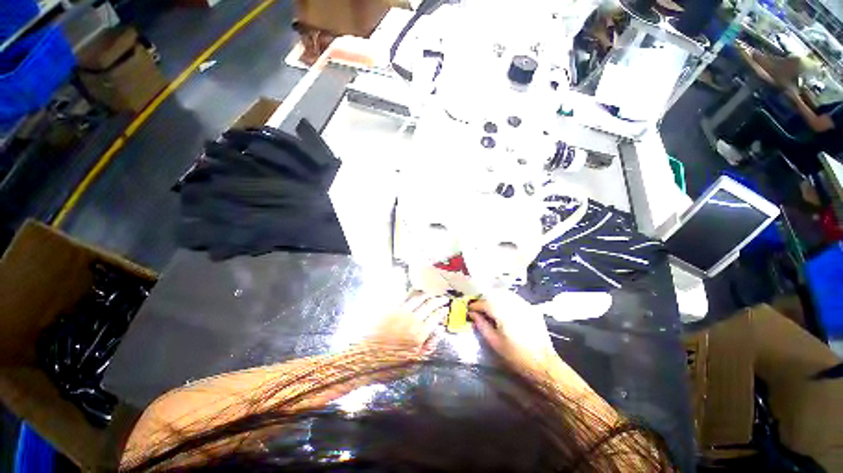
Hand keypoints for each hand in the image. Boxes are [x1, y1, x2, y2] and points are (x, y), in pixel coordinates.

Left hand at [363, 291, 448, 355]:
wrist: (363, 359)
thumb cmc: (389, 365)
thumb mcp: (414, 363)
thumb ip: (429, 346)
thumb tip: (439, 331)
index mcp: (419, 333)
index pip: (435, 317)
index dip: (442, 311)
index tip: (446, 308)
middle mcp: (412, 319)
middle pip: (429, 304)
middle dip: (438, 300)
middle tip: (442, 298)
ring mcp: (400, 311)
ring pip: (418, 297)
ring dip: (427, 293)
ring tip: (431, 293)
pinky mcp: (390, 308)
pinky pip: (404, 296)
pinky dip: (413, 292)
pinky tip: (416, 292)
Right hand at [467, 292, 561, 374]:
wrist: (543, 363)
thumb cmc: (516, 356)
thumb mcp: (495, 343)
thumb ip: (482, 325)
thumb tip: (472, 314)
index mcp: (503, 314)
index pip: (485, 303)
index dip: (475, 305)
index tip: (470, 309)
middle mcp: (514, 305)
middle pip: (495, 295)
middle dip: (484, 299)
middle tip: (478, 307)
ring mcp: (525, 305)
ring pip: (505, 294)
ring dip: (495, 298)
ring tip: (489, 307)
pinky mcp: (532, 308)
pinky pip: (515, 299)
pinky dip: (506, 300)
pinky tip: (504, 309)